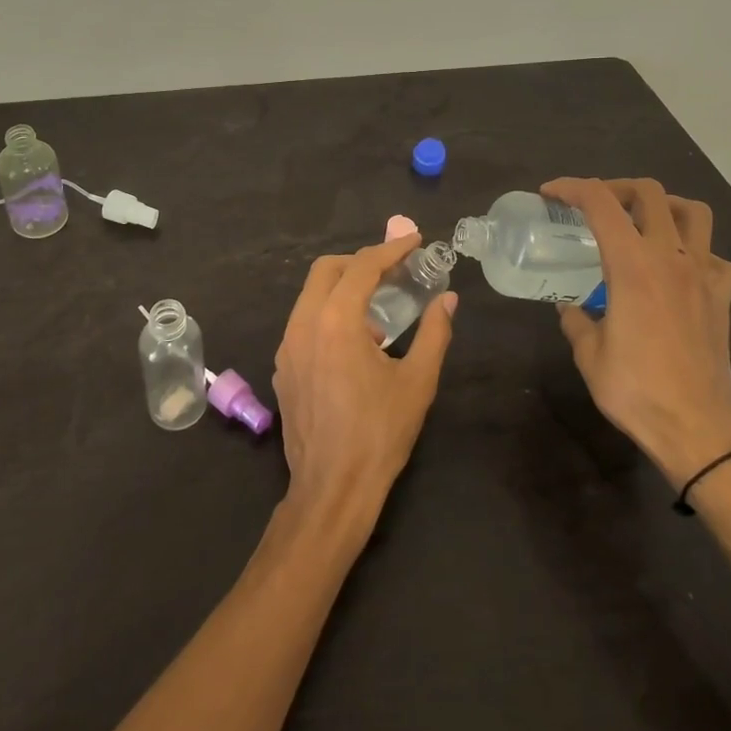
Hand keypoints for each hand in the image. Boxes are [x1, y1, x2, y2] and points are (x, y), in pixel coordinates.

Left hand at [271, 233, 456, 529]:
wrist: (332, 489)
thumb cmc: (380, 433)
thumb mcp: (417, 381)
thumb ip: (434, 332)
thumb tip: (448, 299)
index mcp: (336, 322)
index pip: (363, 267)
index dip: (390, 249)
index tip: (414, 241)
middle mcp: (303, 325)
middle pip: (327, 270)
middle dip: (360, 261)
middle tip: (393, 270)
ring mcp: (287, 347)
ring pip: (311, 295)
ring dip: (343, 289)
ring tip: (378, 310)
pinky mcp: (282, 368)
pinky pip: (304, 323)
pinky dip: (328, 314)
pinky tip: (355, 344)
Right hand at [542, 178, 730, 486]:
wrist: (696, 429)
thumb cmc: (635, 389)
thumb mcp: (588, 354)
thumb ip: (577, 320)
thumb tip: (570, 307)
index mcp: (632, 264)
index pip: (600, 202)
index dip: (571, 188)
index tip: (550, 194)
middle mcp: (670, 257)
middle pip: (649, 193)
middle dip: (615, 187)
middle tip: (595, 205)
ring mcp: (703, 274)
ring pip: (694, 212)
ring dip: (665, 206)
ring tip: (644, 221)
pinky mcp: (722, 297)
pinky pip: (716, 258)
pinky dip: (697, 253)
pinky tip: (680, 271)